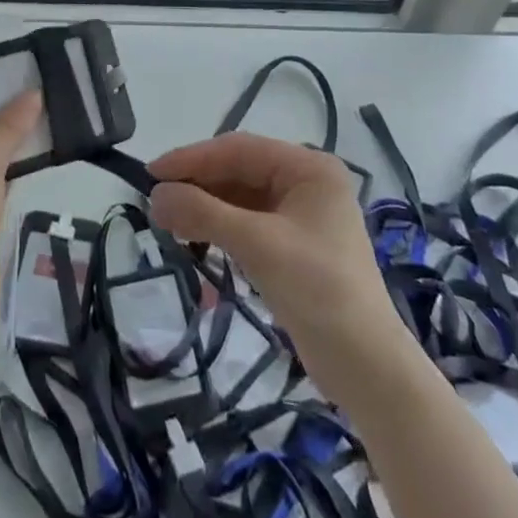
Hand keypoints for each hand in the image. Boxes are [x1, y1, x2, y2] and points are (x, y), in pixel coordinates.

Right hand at [148, 135, 394, 372]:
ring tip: (169, 225)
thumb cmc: (318, 291)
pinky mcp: (293, 245)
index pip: (238, 149)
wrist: (366, 368)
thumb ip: (203, 213)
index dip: (192, 158)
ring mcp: (300, 214)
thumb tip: (155, 195)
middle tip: (155, 205)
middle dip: (197, 186)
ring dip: (204, 210)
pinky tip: (195, 244)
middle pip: (238, 171)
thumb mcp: (258, 245)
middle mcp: (306, 182)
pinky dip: (219, 231)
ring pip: (239, 198)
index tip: (150, 173)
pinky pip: (246, 224)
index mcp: (308, 168)